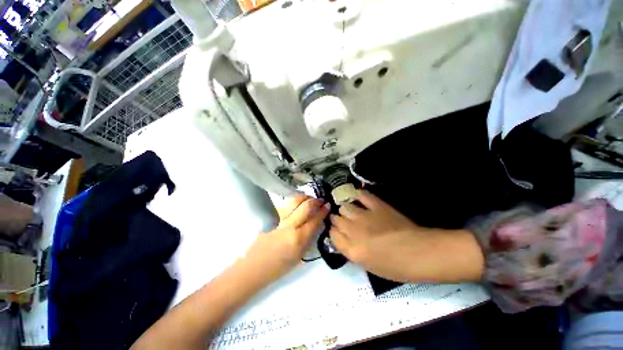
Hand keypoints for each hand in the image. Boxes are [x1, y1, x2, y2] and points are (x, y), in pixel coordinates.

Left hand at [245, 195, 329, 281]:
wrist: (253, 267)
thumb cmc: (278, 268)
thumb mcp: (299, 257)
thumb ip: (309, 239)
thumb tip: (317, 225)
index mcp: (298, 239)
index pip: (314, 220)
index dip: (323, 211)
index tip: (328, 206)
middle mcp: (290, 226)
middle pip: (305, 207)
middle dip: (315, 201)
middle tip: (321, 200)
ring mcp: (280, 220)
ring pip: (294, 202)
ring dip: (304, 197)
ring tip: (309, 198)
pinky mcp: (272, 219)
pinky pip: (286, 205)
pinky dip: (295, 201)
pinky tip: (298, 202)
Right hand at [329, 190, 483, 282]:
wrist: (419, 253)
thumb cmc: (395, 266)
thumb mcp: (367, 265)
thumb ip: (350, 250)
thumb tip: (343, 237)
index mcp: (351, 249)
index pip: (332, 235)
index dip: (333, 232)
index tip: (337, 232)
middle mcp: (353, 231)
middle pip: (335, 219)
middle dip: (337, 220)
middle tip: (344, 222)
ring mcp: (364, 216)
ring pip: (344, 206)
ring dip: (345, 209)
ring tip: (351, 211)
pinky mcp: (376, 205)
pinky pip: (361, 195)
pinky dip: (357, 195)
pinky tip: (358, 198)